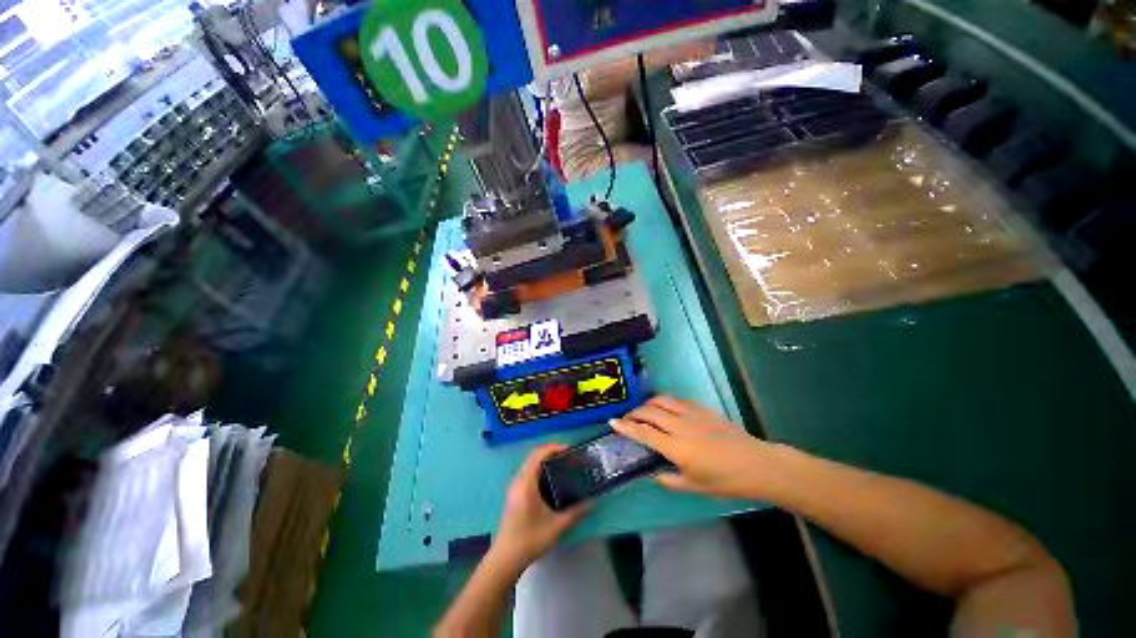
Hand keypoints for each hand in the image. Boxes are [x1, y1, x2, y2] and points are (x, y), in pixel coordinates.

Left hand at [492, 444, 590, 567]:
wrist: (506, 558)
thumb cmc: (531, 539)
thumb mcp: (557, 526)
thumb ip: (576, 512)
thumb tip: (593, 502)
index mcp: (526, 482)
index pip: (538, 455)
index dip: (553, 448)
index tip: (569, 450)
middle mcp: (518, 480)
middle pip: (533, 456)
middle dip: (551, 452)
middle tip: (569, 456)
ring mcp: (514, 487)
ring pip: (530, 464)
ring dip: (544, 460)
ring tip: (562, 465)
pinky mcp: (514, 494)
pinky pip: (527, 472)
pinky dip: (539, 468)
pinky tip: (551, 479)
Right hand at [612, 396, 778, 499]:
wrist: (757, 464)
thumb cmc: (726, 481)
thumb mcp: (695, 487)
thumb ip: (669, 480)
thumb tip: (652, 473)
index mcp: (677, 448)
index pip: (644, 433)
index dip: (626, 427)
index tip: (613, 422)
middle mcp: (681, 426)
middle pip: (649, 412)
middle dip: (634, 413)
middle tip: (627, 418)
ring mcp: (692, 414)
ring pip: (662, 400)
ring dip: (648, 403)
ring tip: (644, 411)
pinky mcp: (703, 408)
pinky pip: (678, 400)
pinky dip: (666, 402)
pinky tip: (668, 409)